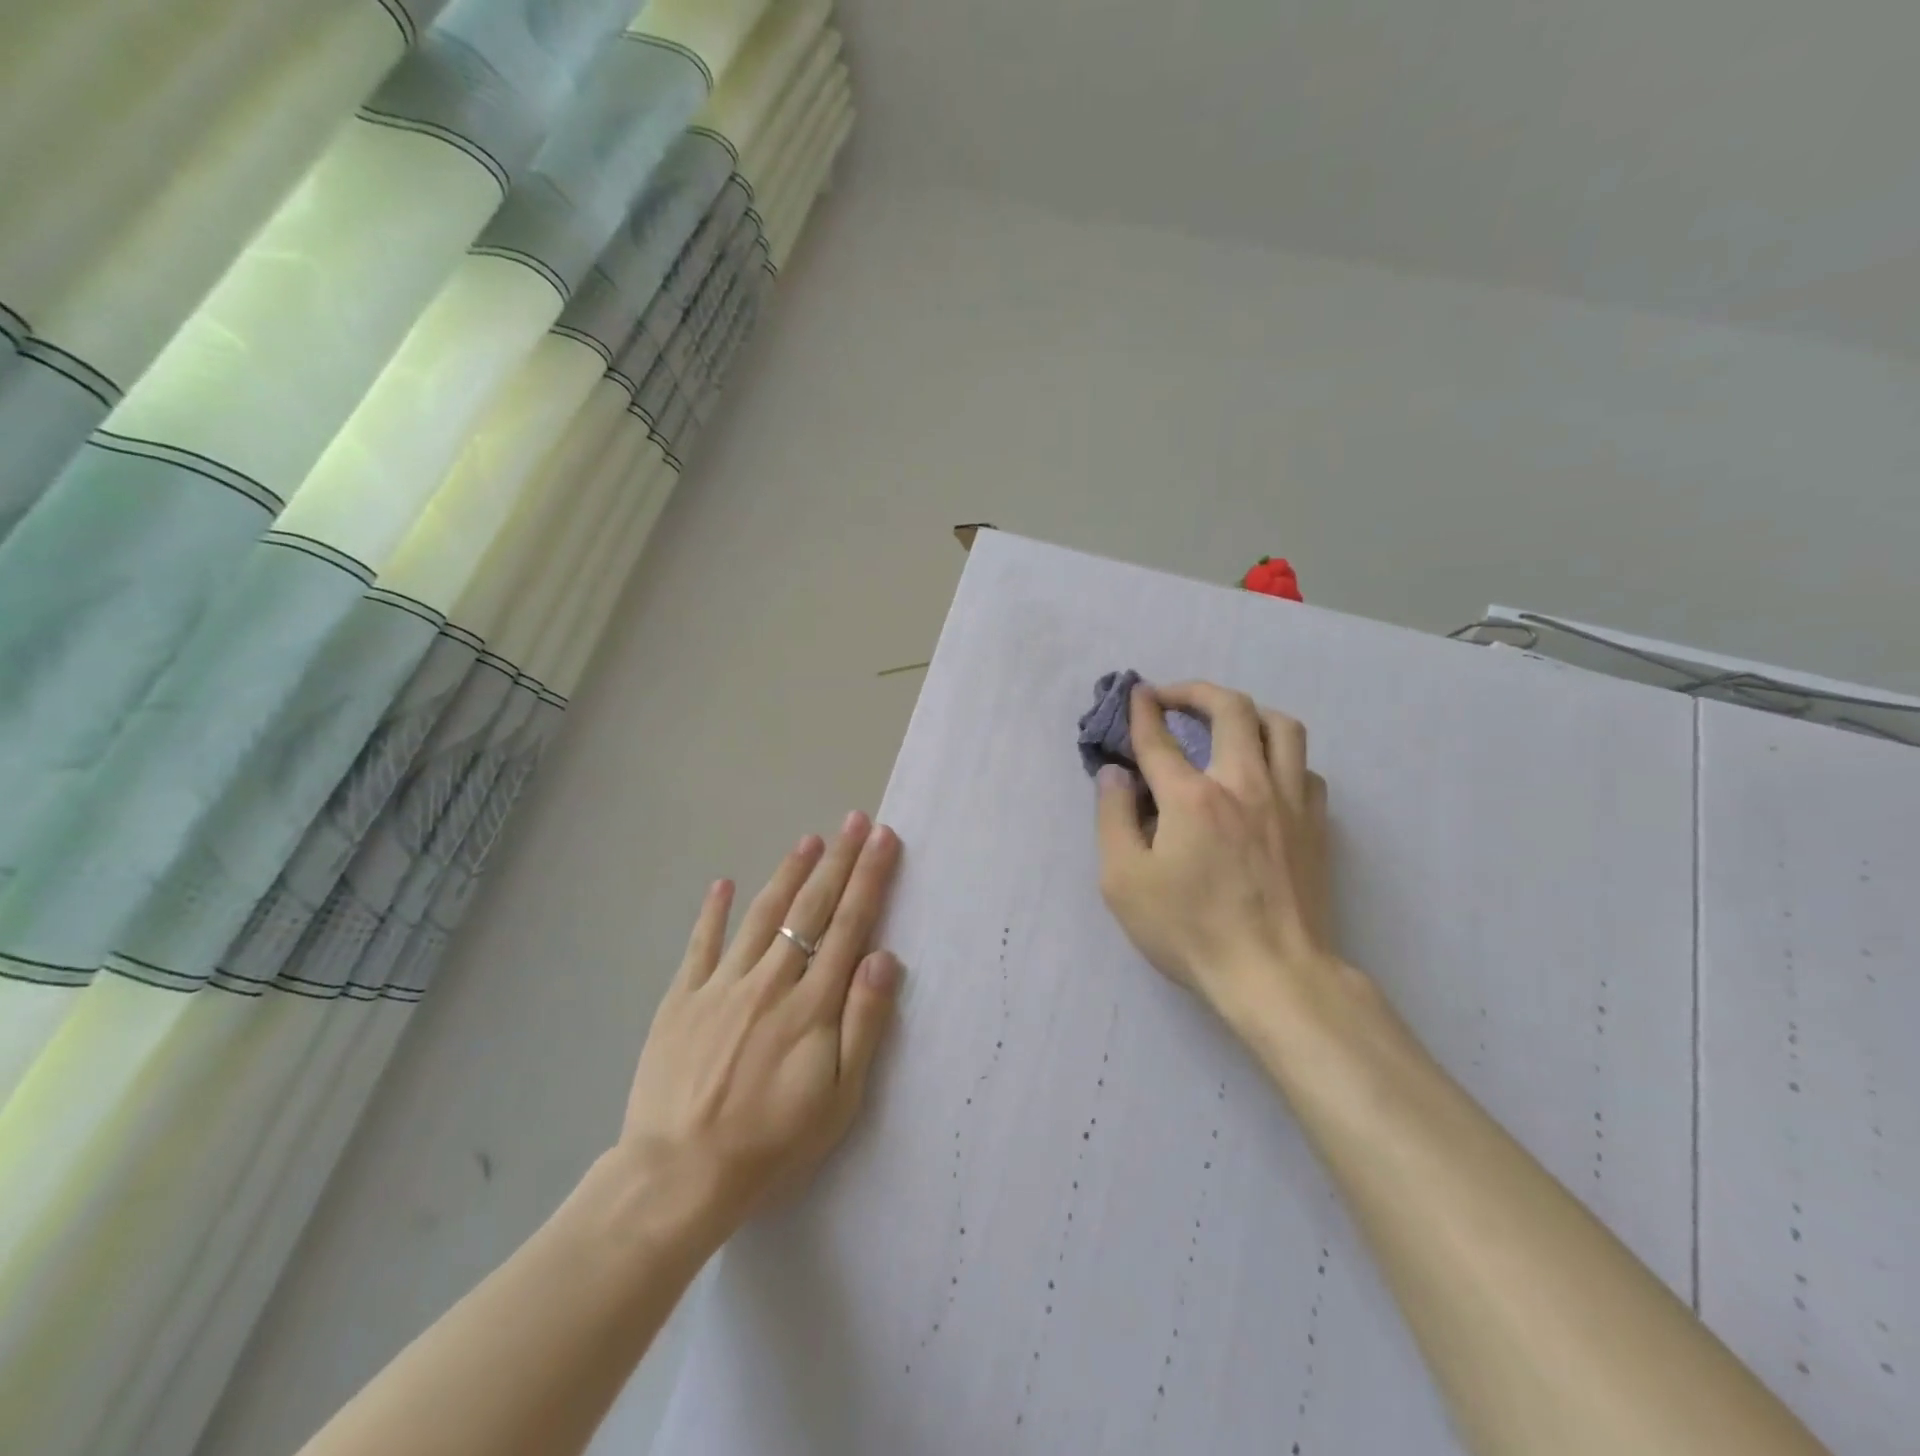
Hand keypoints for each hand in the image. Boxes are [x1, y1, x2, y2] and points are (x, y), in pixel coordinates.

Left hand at [617, 813, 903, 1246]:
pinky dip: (713, 912)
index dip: (869, 879)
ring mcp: (722, 985)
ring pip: (762, 915)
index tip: (883, 840)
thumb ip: (864, 1023)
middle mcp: (771, 981)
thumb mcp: (838, 1099)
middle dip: (838, 860)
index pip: (849, 926)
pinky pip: (701, 944)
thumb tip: (883, 957)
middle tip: (855, 820)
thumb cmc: (771, 1143)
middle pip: (811, 909)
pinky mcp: (682, 998)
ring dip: (789, 873)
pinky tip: (724, 883)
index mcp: (812, 1005)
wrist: (677, 1176)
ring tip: (810, 839)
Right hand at [1095, 681, 1336, 1027]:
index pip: (1159, 737)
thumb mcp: (1123, 881)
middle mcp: (1243, 783)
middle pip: (1230, 708)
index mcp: (1192, 797)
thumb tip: (1115, 774)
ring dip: (1248, 712)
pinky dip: (1281, 756)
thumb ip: (1113, 818)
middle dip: (1196, 691)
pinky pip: (1304, 766)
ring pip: (1281, 726)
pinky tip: (1265, 774)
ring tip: (1226, 724)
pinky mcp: (1316, 823)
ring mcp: (1288, 800)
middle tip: (1174, 698)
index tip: (1136, 693)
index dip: (1143, 709)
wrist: (1274, 974)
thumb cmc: (1189, 930)